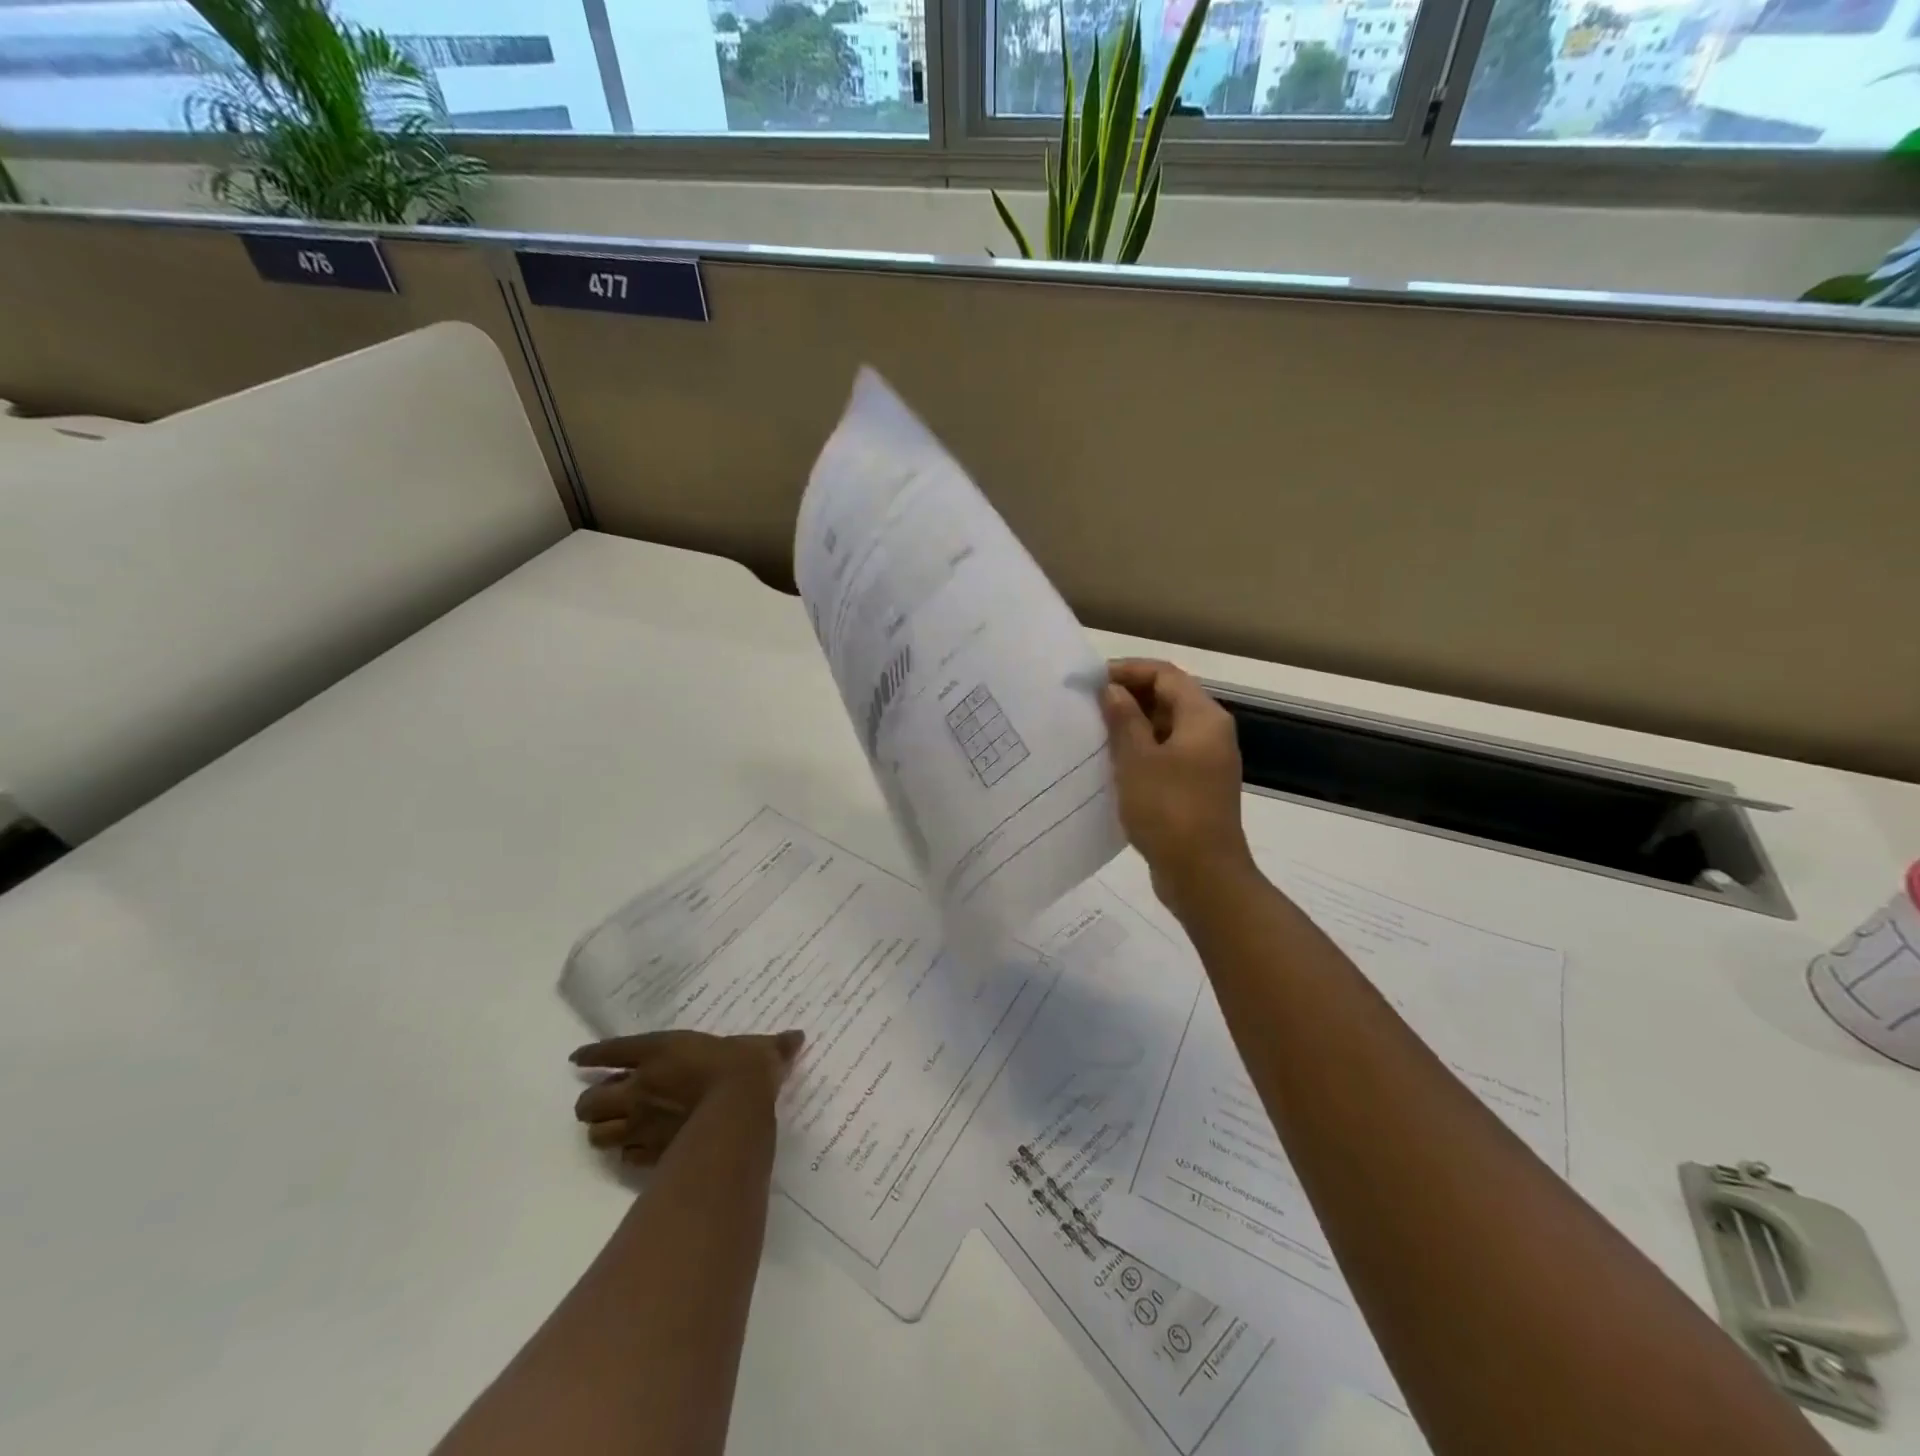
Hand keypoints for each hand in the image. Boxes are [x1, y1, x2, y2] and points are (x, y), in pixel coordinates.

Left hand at [571, 1029, 804, 1165]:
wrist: (737, 1111)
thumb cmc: (743, 1069)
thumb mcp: (761, 1049)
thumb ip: (774, 1046)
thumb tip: (797, 1037)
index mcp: (659, 1051)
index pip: (610, 1051)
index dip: (590, 1056)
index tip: (578, 1060)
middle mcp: (640, 1087)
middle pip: (588, 1102)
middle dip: (592, 1103)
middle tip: (606, 1100)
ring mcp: (640, 1124)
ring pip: (596, 1134)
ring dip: (602, 1130)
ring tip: (614, 1128)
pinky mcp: (649, 1155)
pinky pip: (623, 1158)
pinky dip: (626, 1154)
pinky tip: (636, 1151)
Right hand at [1100, 659, 1254, 914]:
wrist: (1203, 875)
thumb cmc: (1169, 810)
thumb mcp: (1138, 760)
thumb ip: (1124, 719)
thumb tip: (1113, 690)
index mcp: (1203, 718)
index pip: (1165, 675)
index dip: (1129, 670)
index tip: (1092, 680)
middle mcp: (1210, 734)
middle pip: (1168, 698)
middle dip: (1129, 696)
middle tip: (1088, 704)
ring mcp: (1205, 762)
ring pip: (1165, 728)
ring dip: (1132, 725)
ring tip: (1093, 730)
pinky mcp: (1195, 787)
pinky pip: (1166, 755)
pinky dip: (1140, 750)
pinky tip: (1111, 763)